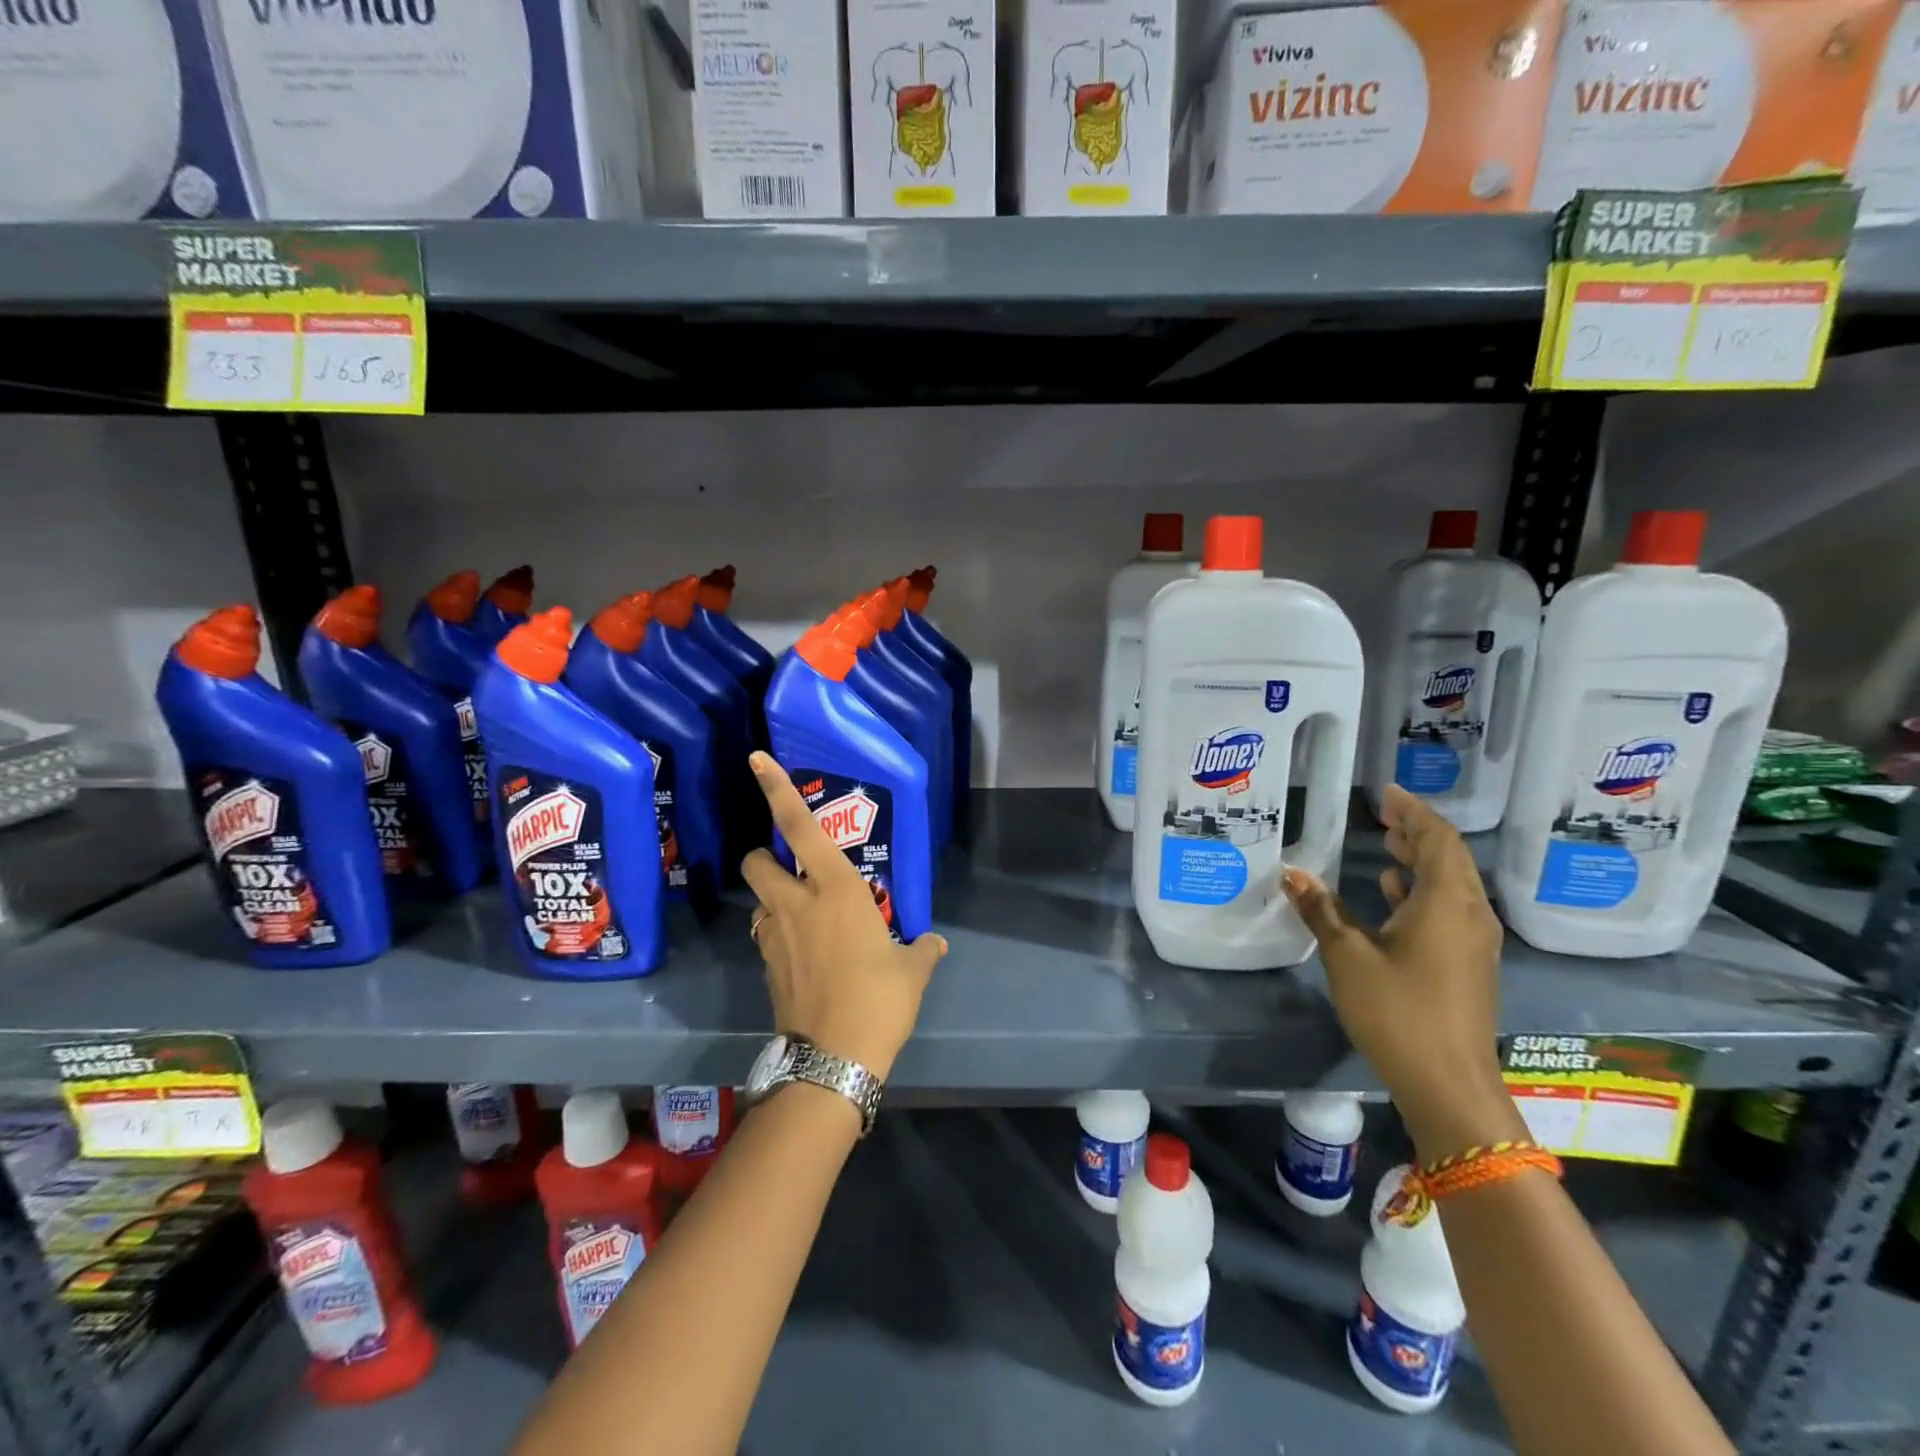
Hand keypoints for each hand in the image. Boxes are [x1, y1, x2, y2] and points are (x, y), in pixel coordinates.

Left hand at [740, 751, 947, 1081]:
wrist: (834, 1058)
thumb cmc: (879, 999)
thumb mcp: (911, 972)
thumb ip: (921, 950)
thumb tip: (933, 944)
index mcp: (835, 889)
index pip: (799, 827)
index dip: (777, 790)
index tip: (756, 760)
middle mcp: (797, 903)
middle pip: (757, 861)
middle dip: (765, 856)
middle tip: (790, 870)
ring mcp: (775, 935)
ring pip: (758, 900)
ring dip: (772, 899)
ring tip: (802, 917)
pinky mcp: (767, 967)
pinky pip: (766, 935)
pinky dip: (779, 934)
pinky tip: (805, 955)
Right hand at [1282, 784, 1526, 1161]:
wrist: (1449, 1084)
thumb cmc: (1397, 1011)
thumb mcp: (1348, 956)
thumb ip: (1321, 909)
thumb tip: (1291, 873)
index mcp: (1445, 903)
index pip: (1437, 839)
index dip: (1412, 811)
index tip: (1385, 793)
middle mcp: (1469, 913)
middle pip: (1450, 857)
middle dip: (1417, 831)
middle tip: (1383, 814)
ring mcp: (1475, 941)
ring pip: (1453, 883)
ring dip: (1422, 859)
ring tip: (1388, 844)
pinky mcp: (1471, 963)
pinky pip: (1451, 907)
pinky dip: (1424, 889)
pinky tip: (1395, 894)